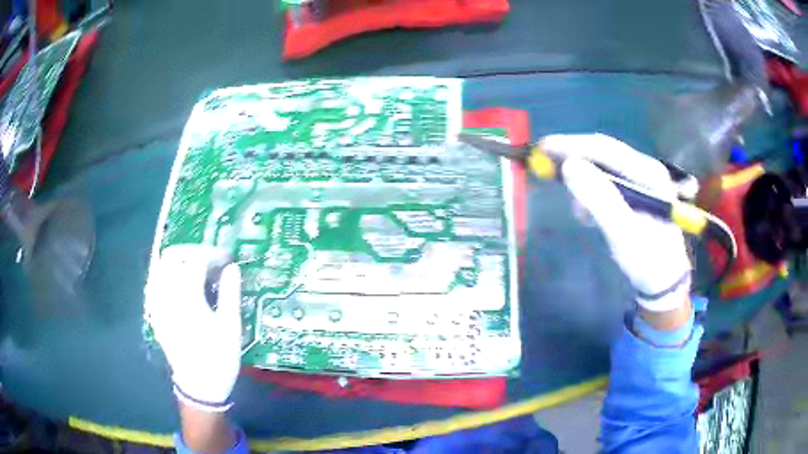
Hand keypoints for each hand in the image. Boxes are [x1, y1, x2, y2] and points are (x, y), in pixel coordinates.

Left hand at [145, 244, 241, 411]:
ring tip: (192, 268)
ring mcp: (157, 306)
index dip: (211, 254)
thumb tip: (232, 267)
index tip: (225, 258)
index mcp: (187, 298)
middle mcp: (167, 297)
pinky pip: (154, 285)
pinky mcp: (155, 315)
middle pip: (171, 257)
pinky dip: (166, 276)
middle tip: (207, 259)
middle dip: (190, 251)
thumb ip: (229, 293)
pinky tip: (177, 284)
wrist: (199, 386)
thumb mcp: (231, 327)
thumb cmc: (218, 358)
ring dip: (176, 261)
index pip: (195, 261)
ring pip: (159, 268)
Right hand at [540, 134, 691, 313]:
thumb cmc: (647, 260)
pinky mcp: (635, 190)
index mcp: (648, 174)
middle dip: (573, 158)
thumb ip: (600, 199)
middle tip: (545, 166)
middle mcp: (646, 169)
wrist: (664, 281)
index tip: (543, 148)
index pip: (605, 149)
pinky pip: (606, 181)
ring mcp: (641, 179)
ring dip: (583, 181)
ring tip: (578, 211)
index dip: (572, 145)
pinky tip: (588, 213)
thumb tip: (569, 166)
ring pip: (603, 167)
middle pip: (603, 153)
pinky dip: (591, 192)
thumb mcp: (624, 234)